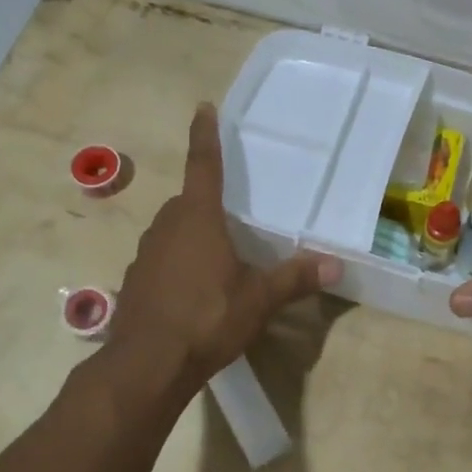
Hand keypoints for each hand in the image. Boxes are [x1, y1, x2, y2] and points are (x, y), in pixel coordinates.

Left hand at [111, 104, 341, 388]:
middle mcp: (167, 226)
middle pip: (188, 201)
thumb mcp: (258, 299)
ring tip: (217, 257)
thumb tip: (337, 266)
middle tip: (230, 213)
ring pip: (173, 230)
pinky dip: (176, 263)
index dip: (204, 135)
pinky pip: (161, 258)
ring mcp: (145, 253)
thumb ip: (295, 279)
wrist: (147, 364)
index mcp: (198, 218)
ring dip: (191, 234)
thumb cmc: (207, 317)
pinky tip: (192, 289)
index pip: (203, 165)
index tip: (203, 107)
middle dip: (206, 202)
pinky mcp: (134, 280)